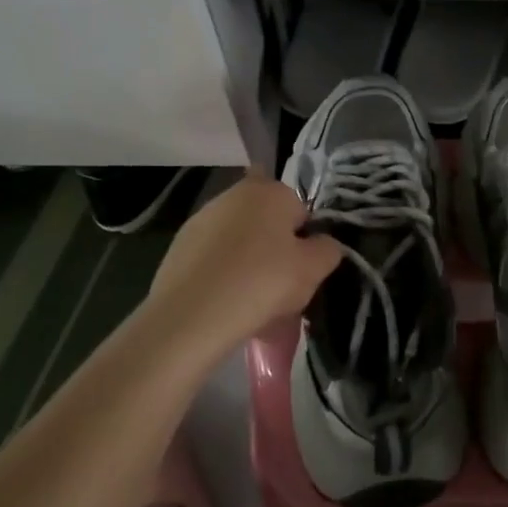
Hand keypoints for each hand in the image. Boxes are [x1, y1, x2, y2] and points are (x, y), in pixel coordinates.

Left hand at [146, 175, 340, 354]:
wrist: (191, 315)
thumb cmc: (262, 282)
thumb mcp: (313, 269)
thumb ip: (328, 250)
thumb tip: (323, 244)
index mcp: (270, 191)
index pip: (301, 212)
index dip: (305, 243)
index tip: (302, 272)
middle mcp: (234, 194)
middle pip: (268, 225)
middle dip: (276, 252)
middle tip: (281, 290)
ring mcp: (202, 219)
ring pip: (241, 243)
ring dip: (249, 264)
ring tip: (252, 305)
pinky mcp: (179, 246)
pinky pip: (215, 260)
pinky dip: (223, 276)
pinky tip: (225, 305)